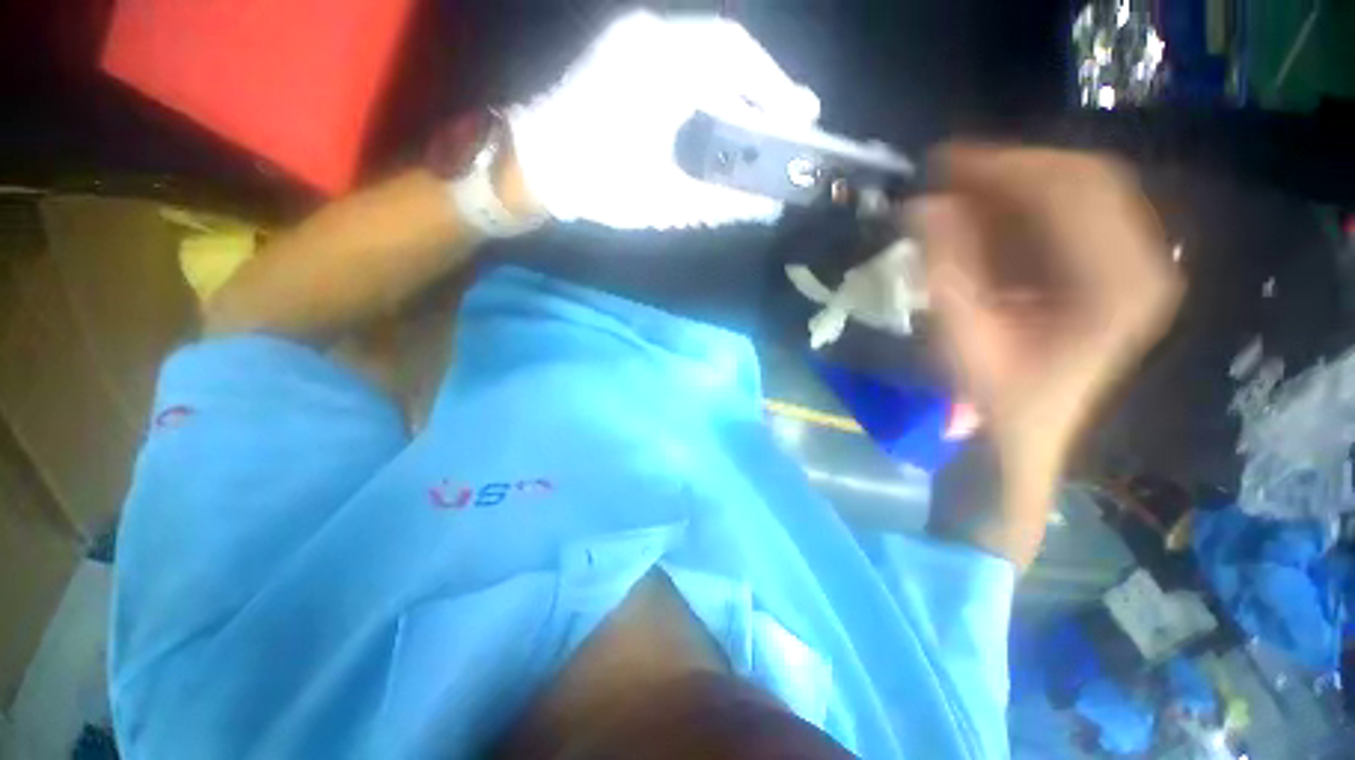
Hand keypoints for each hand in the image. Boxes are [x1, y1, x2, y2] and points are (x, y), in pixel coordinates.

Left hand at [507, 10, 819, 229]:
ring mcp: (632, 39)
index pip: (737, 57)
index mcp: (662, 65)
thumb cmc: (598, 184)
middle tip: (788, 120)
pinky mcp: (622, 52)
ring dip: (737, 84)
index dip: (777, 86)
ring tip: (760, 120)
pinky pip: (681, 57)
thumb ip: (722, 204)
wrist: (533, 165)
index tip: (803, 115)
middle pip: (725, 48)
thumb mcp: (665, 201)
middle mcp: (649, 36)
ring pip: (704, 50)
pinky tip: (719, 114)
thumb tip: (767, 209)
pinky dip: (710, 83)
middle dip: (762, 84)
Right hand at [913, 145, 1182, 563]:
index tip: (944, 161)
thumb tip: (922, 207)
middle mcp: (1144, 262)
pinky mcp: (1119, 266)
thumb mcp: (964, 338)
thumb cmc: (1000, 396)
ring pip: (1082, 190)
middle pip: (1085, 178)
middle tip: (947, 172)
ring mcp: (1138, 261)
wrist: (1032, 431)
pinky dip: (1028, 206)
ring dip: (1017, 185)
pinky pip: (1077, 213)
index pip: (1072, 189)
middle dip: (1010, 168)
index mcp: (1119, 285)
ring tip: (959, 192)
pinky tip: (987, 215)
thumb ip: (947, 271)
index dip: (1005, 165)